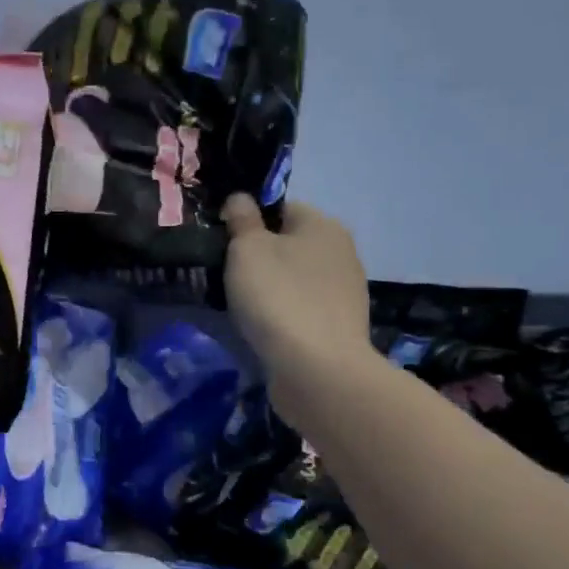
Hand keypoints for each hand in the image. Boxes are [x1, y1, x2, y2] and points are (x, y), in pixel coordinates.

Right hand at [222, 196, 371, 388]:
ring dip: (272, 290)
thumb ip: (242, 220)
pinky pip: (303, 311)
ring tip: (242, 309)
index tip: (223, 244)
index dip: (249, 221)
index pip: (280, 207)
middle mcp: (342, 252)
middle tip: (226, 277)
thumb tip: (241, 199)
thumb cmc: (278, 297)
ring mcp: (345, 293)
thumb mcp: (247, 249)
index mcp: (323, 224)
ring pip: (296, 280)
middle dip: (261, 258)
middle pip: (289, 245)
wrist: (317, 369)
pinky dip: (284, 317)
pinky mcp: (340, 328)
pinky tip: (265, 332)